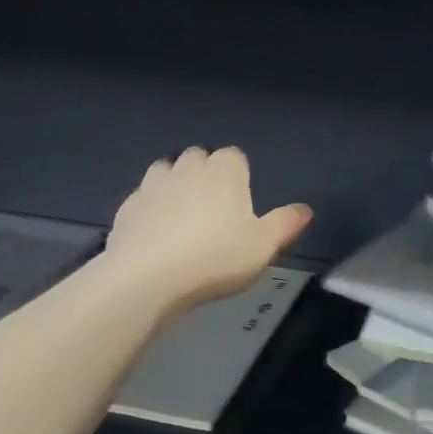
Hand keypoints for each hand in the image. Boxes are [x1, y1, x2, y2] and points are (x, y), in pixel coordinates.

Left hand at [106, 147, 311, 309]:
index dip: (239, 176)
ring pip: (167, 171)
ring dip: (175, 185)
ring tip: (182, 218)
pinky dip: (151, 208)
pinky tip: (156, 234)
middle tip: (214, 211)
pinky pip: (143, 198)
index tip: (241, 203)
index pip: (235, 156)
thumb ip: (285, 224)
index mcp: (225, 172)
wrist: (148, 277)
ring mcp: (153, 184)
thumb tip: (305, 209)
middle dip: (205, 175)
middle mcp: (188, 168)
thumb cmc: (216, 258)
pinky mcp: (127, 206)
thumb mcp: (263, 246)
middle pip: (199, 158)